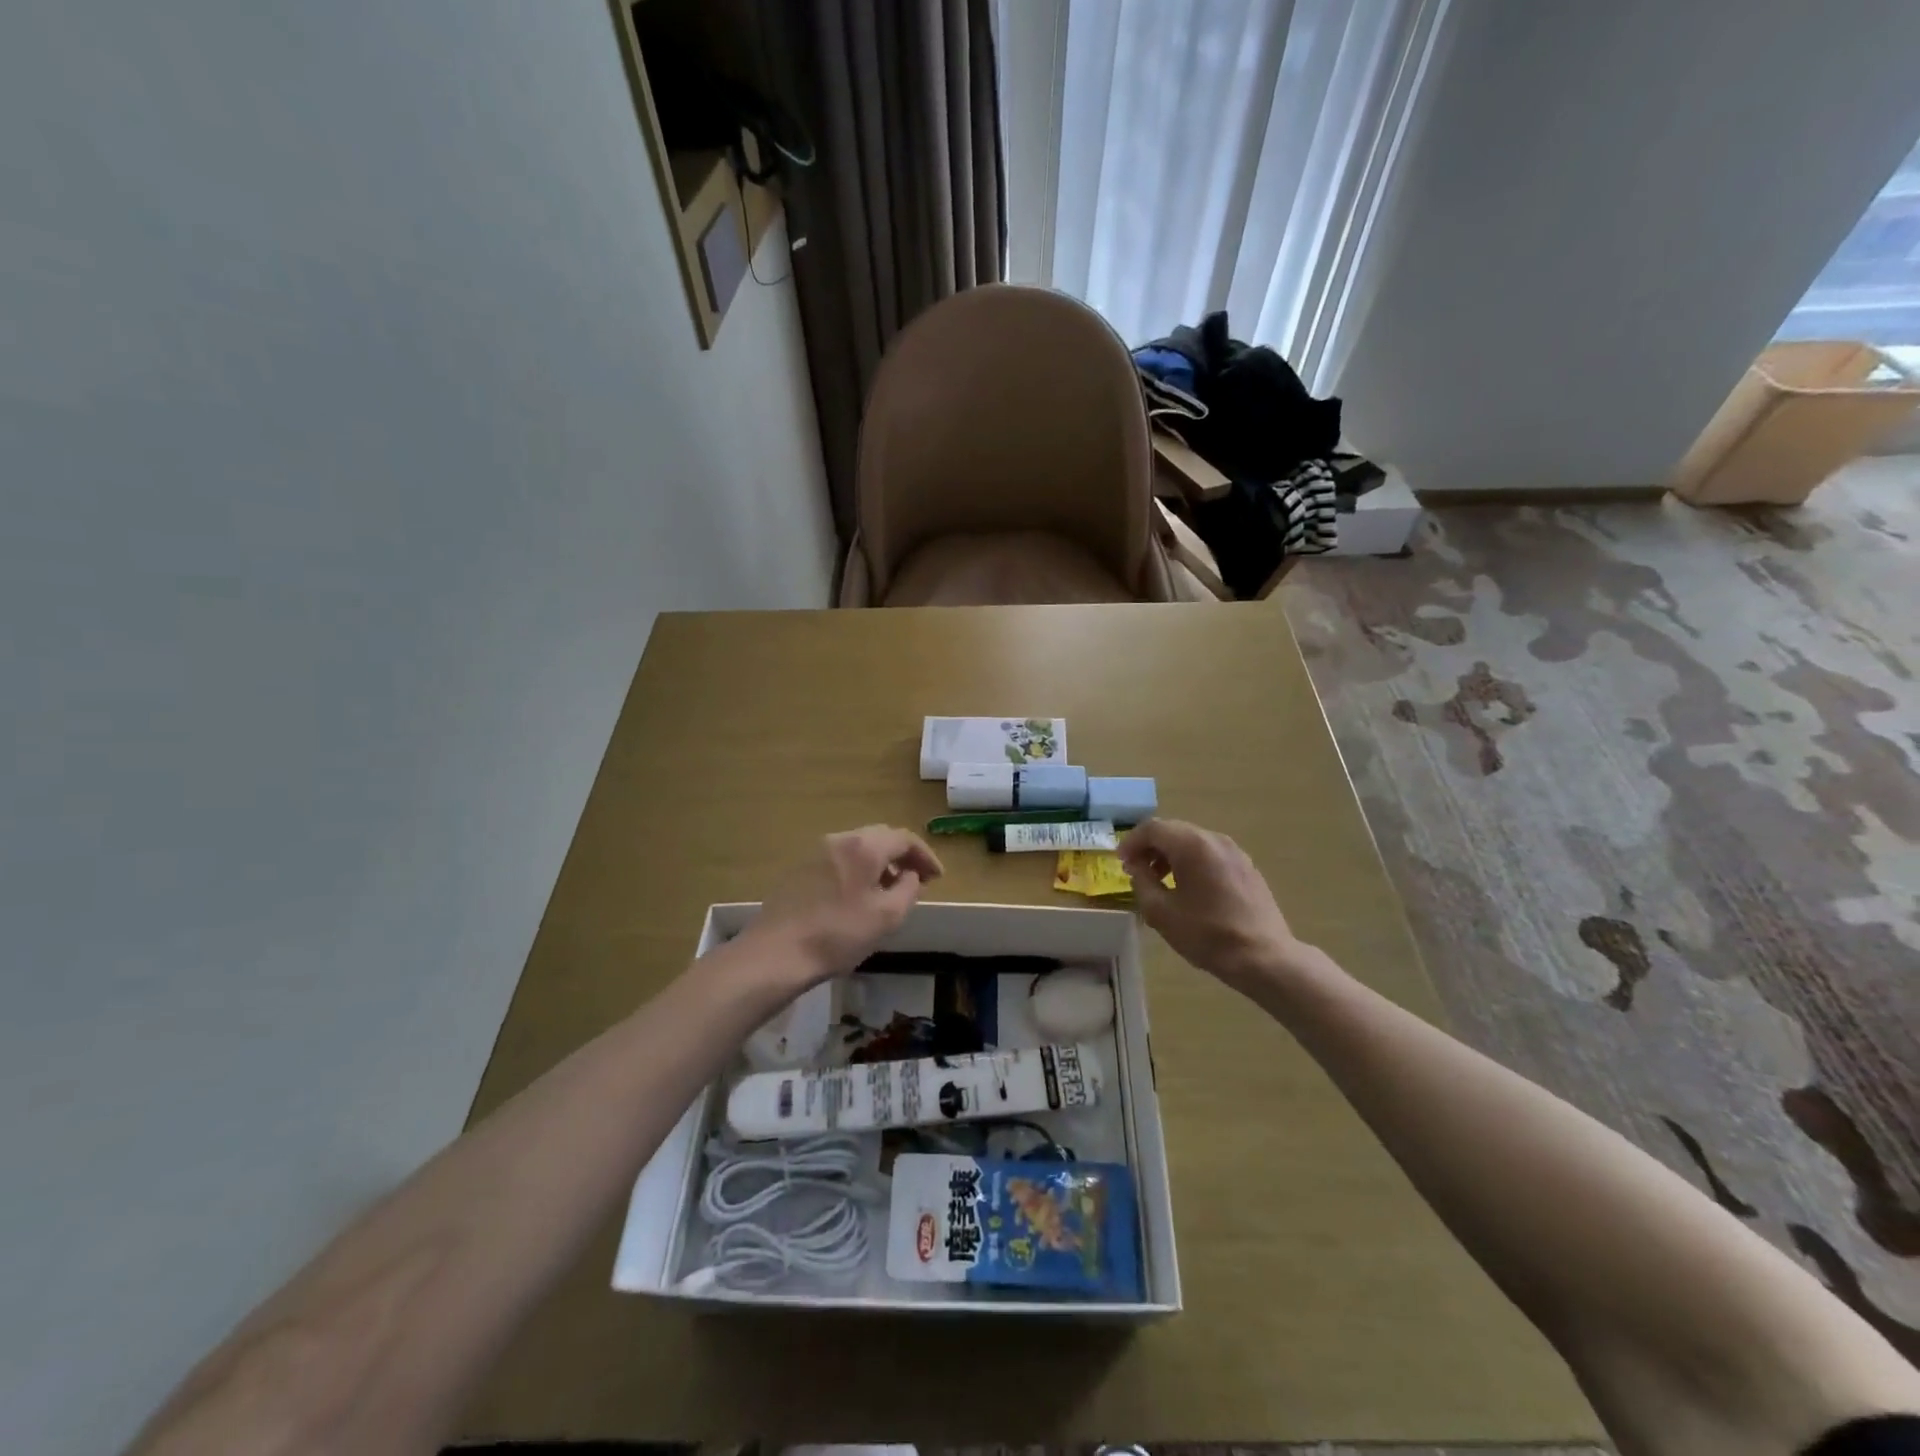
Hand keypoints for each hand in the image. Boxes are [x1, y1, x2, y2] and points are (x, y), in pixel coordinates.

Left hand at [737, 826, 943, 987]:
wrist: (776, 953)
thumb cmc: (838, 934)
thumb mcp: (887, 916)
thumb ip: (909, 889)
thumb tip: (911, 875)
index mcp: (864, 846)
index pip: (904, 838)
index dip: (925, 856)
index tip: (938, 877)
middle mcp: (839, 839)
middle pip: (880, 837)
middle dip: (903, 856)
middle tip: (917, 880)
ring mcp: (815, 852)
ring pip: (858, 848)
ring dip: (880, 863)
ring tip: (890, 890)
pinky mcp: (800, 869)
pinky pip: (839, 860)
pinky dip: (858, 869)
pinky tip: (859, 896)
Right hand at [1120, 819, 1305, 990]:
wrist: (1264, 957)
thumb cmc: (1207, 934)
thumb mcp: (1161, 913)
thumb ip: (1141, 883)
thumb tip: (1137, 869)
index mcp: (1192, 845)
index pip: (1152, 828)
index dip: (1131, 842)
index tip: (1121, 863)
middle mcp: (1214, 839)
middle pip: (1173, 831)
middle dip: (1150, 847)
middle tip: (1136, 870)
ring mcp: (1235, 852)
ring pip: (1193, 841)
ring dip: (1171, 855)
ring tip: (1160, 881)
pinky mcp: (1247, 867)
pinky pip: (1211, 854)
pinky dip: (1192, 862)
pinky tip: (1189, 889)